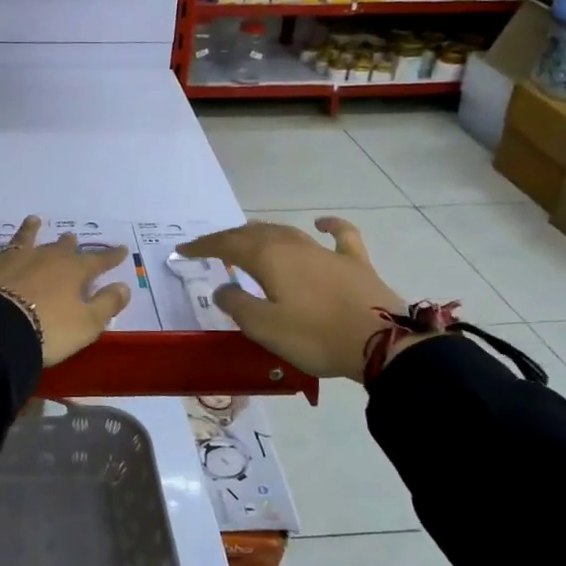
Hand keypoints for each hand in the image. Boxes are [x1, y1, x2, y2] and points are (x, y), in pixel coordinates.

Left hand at [0, 184, 130, 366]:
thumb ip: (107, 304)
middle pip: (59, 249)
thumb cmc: (49, 332)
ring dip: (29, 230)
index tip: (121, 250)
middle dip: (68, 245)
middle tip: (72, 239)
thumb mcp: (87, 325)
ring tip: (34, 220)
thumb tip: (124, 285)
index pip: (97, 262)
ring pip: (22, 240)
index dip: (110, 257)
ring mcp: (8, 258)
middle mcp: (42, 258)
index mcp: (71, 273)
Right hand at [178, 217, 417, 382]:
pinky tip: (320, 223)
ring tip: (249, 238)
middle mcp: (293, 245)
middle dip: (230, 238)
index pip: (227, 244)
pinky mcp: (354, 262)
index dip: (203, 246)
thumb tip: (222, 288)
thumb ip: (237, 305)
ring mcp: (326, 251)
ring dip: (263, 233)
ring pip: (287, 232)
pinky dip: (327, 225)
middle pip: (254, 234)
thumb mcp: (264, 327)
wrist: (382, 343)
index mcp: (268, 257)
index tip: (184, 250)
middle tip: (213, 249)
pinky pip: (339, 235)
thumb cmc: (315, 336)